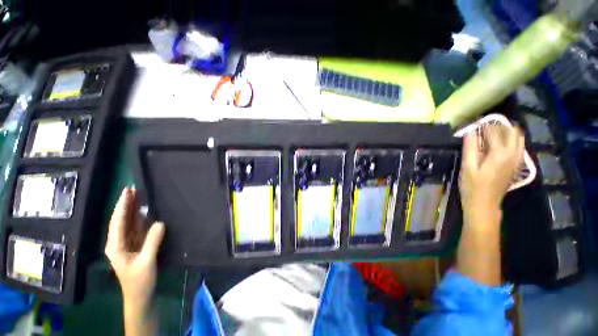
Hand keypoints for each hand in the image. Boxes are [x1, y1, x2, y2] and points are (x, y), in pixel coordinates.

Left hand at [105, 187, 164, 307]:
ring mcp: (128, 244)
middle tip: (134, 188)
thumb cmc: (139, 281)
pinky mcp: (137, 245)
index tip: (127, 191)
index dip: (122, 206)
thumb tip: (160, 222)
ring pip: (130, 223)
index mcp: (115, 246)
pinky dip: (141, 219)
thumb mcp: (146, 262)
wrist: (140, 295)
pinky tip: (146, 211)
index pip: (117, 222)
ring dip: (134, 210)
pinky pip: (138, 229)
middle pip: (122, 220)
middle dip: (126, 204)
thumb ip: (152, 242)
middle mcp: (119, 242)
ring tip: (140, 196)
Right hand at [459, 124, 524, 222]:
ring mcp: (517, 160)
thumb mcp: (467, 167)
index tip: (475, 122)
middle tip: (483, 128)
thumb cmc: (472, 186)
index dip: (484, 125)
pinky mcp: (517, 165)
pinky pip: (519, 146)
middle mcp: (513, 154)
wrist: (484, 204)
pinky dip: (511, 140)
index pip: (494, 131)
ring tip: (492, 133)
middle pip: (511, 131)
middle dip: (498, 126)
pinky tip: (500, 144)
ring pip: (518, 138)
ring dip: (506, 132)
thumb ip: (470, 148)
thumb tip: (471, 131)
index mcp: (499, 153)